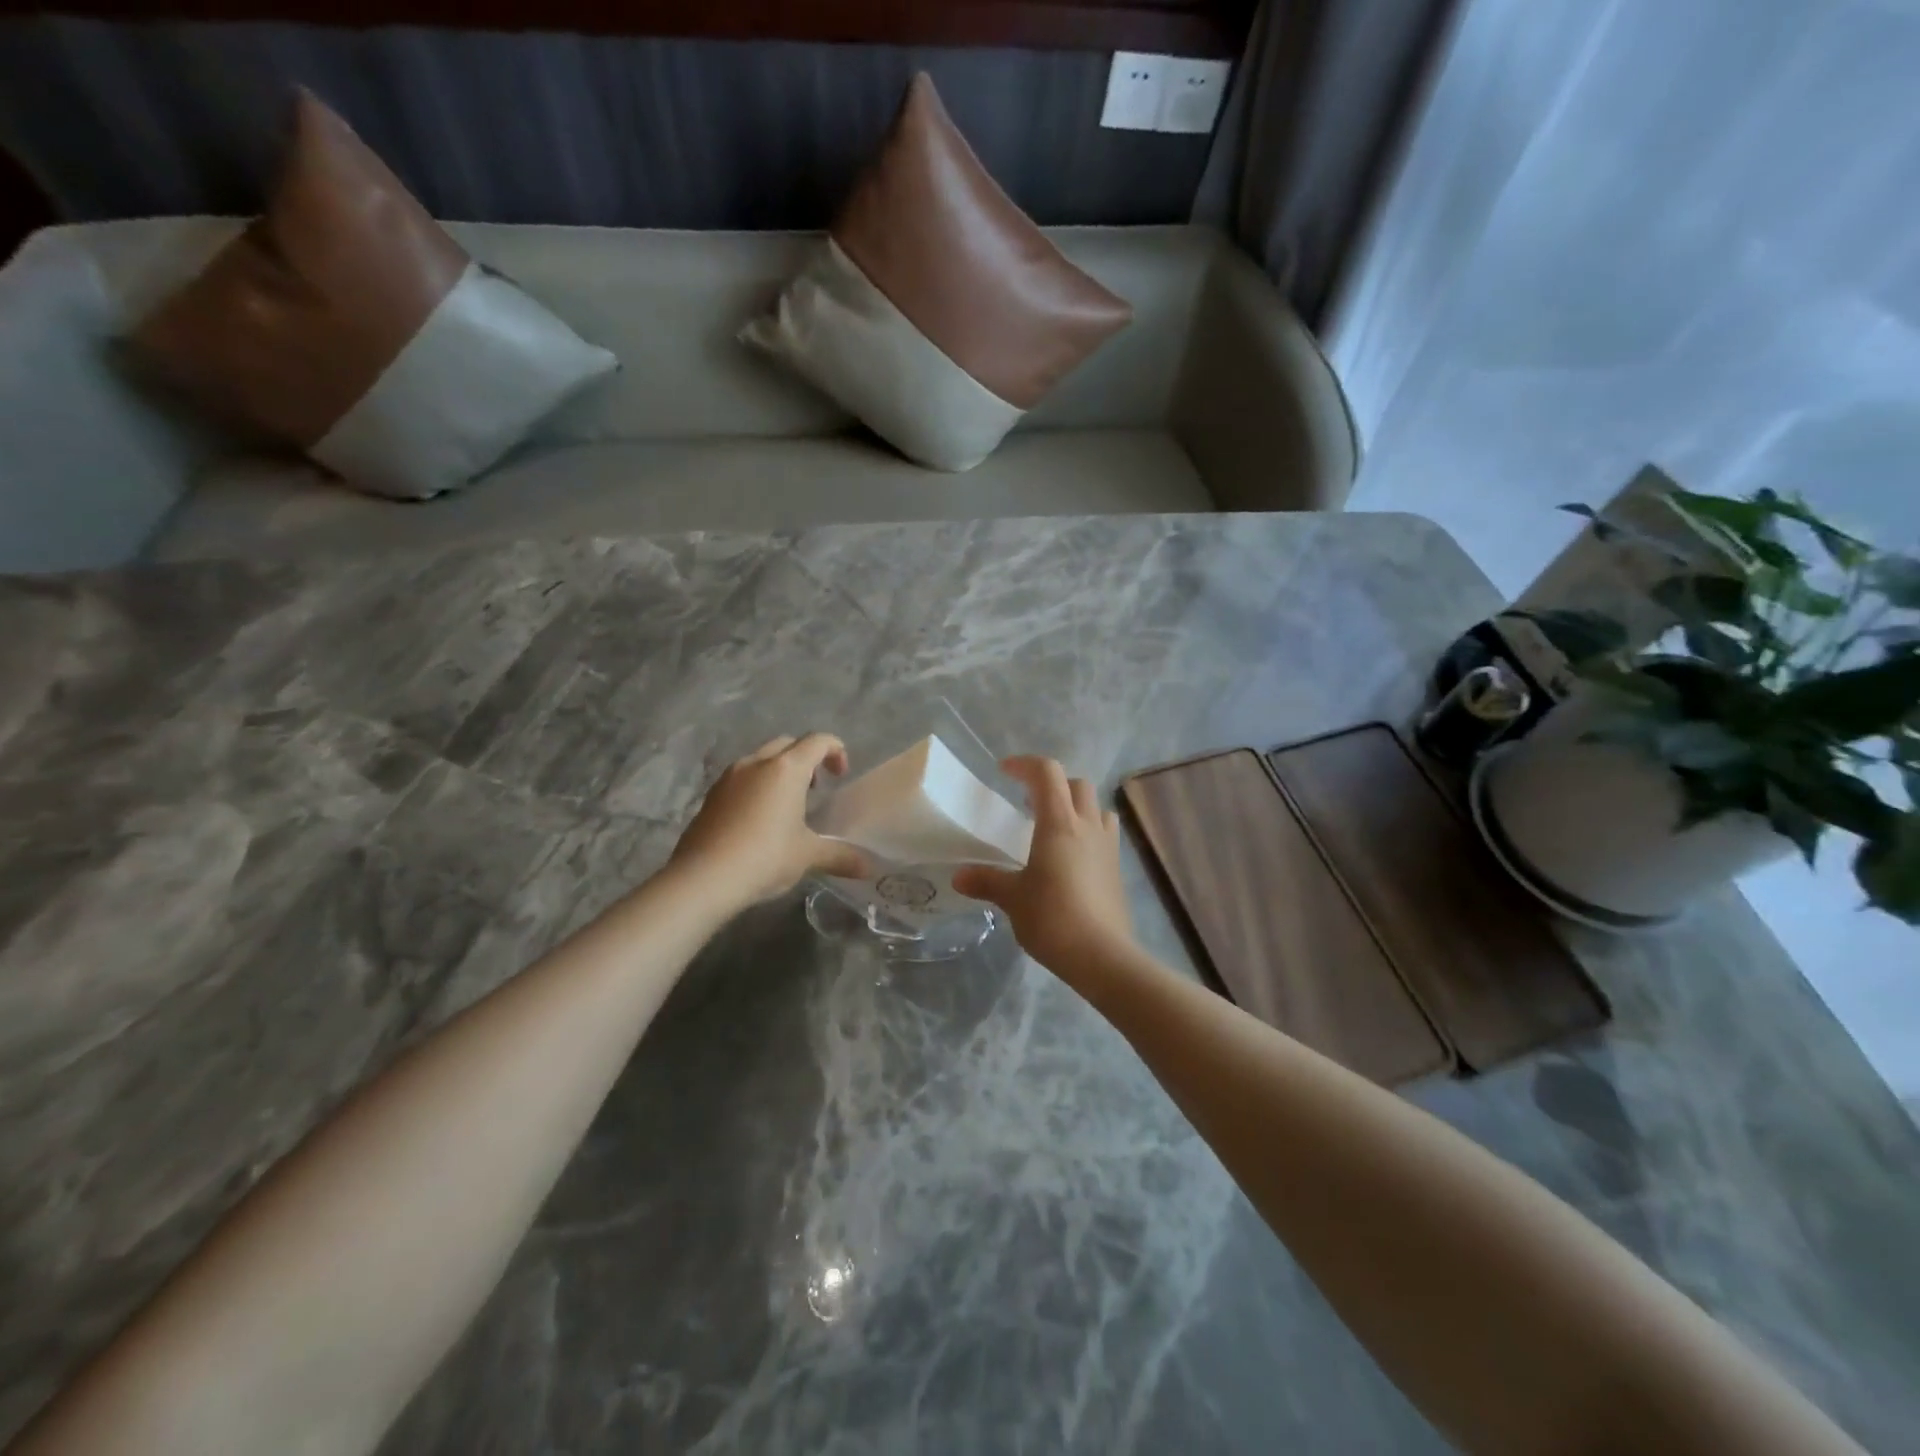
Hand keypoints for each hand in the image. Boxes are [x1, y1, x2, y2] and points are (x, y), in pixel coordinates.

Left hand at [670, 734, 867, 909]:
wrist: (703, 878)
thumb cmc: (765, 857)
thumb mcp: (808, 856)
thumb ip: (841, 856)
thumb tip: (870, 868)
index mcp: (786, 769)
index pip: (817, 741)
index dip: (835, 750)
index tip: (841, 775)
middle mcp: (757, 763)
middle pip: (788, 744)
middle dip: (806, 757)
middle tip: (816, 787)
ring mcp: (729, 777)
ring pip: (761, 758)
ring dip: (779, 770)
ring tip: (788, 803)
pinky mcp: (711, 795)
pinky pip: (741, 778)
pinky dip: (757, 785)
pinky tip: (759, 818)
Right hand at [952, 756, 1134, 976]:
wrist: (1103, 956)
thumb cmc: (1052, 918)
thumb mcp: (1013, 899)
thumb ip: (987, 881)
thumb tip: (959, 877)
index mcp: (1059, 823)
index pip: (1047, 773)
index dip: (1025, 764)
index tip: (1004, 772)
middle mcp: (1087, 826)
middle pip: (1077, 784)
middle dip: (1052, 783)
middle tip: (1028, 802)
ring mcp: (1107, 846)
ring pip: (1097, 806)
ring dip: (1076, 805)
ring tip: (1053, 825)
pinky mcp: (1117, 869)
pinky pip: (1105, 833)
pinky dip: (1088, 830)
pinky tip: (1071, 856)